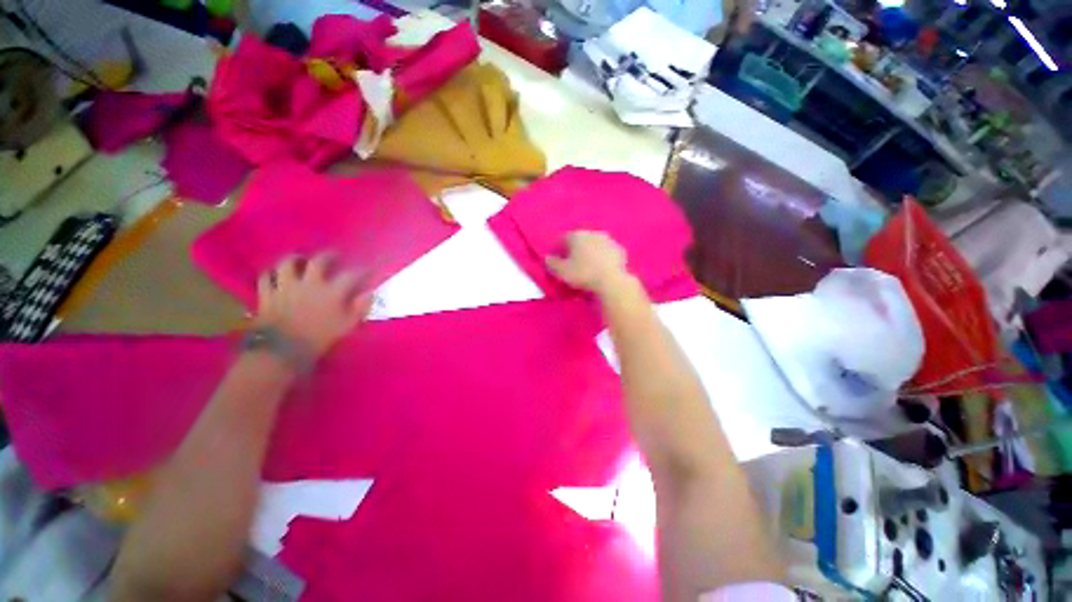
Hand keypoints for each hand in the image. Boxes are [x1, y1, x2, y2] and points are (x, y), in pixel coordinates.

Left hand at [254, 253, 371, 357]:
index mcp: (332, 291)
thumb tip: (369, 293)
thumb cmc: (320, 337)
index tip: (368, 268)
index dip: (362, 270)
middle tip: (334, 255)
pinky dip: (270, 274)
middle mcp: (309, 283)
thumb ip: (360, 307)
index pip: (352, 274)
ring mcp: (285, 287)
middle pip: (319, 261)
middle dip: (329, 255)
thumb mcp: (348, 325)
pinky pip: (265, 278)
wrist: (282, 350)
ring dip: (295, 258)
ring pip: (287, 264)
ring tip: (300, 258)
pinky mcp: (267, 294)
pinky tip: (275, 275)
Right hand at [545, 231, 631, 295]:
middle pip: (579, 240)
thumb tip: (547, 258)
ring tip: (587, 266)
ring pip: (594, 244)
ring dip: (590, 252)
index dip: (557, 249)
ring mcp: (608, 240)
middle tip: (571, 263)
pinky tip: (601, 268)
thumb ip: (551, 263)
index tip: (556, 260)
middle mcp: (592, 233)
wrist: (612, 282)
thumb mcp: (561, 271)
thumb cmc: (583, 274)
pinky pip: (607, 253)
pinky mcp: (620, 250)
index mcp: (576, 235)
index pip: (562, 239)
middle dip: (574, 249)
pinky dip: (603, 258)